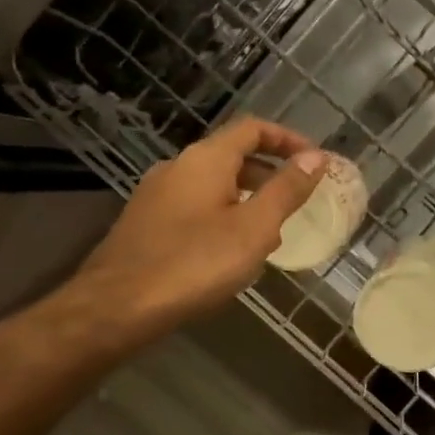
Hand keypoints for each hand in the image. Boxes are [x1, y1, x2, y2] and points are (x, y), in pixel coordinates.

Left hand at [75, 117, 328, 336]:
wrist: (118, 305)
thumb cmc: (195, 263)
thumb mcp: (254, 229)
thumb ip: (286, 190)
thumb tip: (316, 157)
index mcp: (205, 159)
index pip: (253, 129)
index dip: (287, 139)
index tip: (314, 160)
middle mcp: (177, 167)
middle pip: (231, 155)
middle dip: (268, 173)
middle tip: (296, 200)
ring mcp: (155, 194)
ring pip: (212, 185)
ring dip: (245, 198)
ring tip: (269, 233)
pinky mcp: (145, 223)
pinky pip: (193, 207)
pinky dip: (221, 216)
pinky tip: (229, 253)